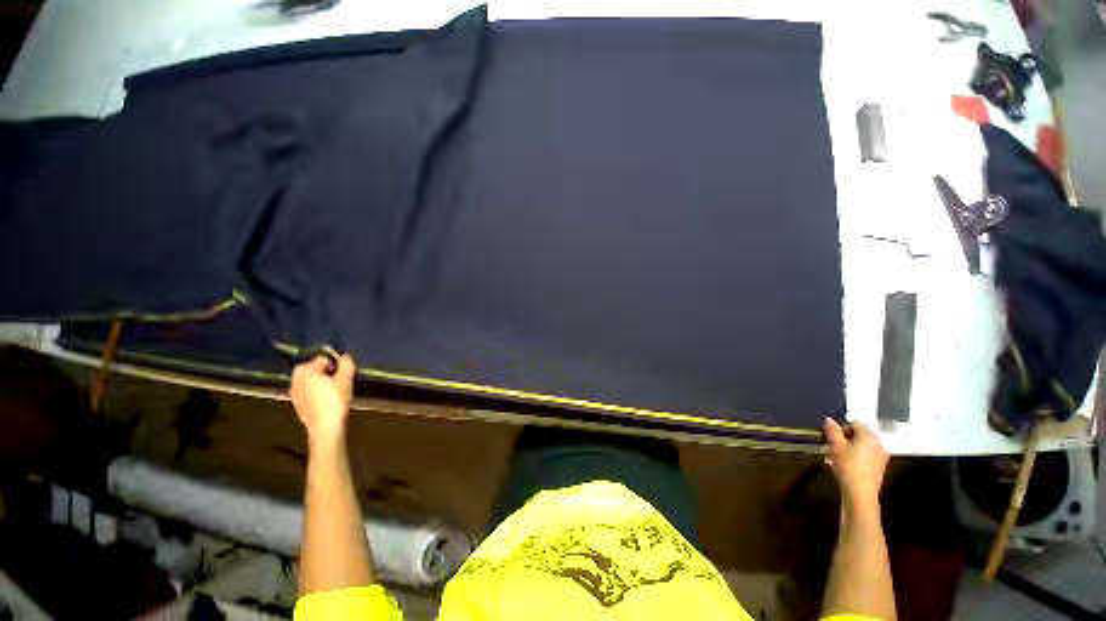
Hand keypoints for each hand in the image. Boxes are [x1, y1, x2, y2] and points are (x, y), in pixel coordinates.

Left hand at [290, 354, 355, 442]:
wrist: (324, 426)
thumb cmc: (335, 400)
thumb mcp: (346, 380)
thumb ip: (346, 365)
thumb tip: (345, 356)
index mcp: (308, 372)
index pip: (320, 359)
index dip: (332, 362)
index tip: (342, 370)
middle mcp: (297, 381)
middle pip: (306, 368)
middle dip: (319, 369)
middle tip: (334, 375)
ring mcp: (295, 394)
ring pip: (304, 380)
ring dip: (315, 380)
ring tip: (330, 387)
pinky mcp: (297, 405)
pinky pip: (303, 391)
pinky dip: (312, 391)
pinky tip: (323, 398)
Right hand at [823, 418, 888, 507]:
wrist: (860, 492)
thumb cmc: (848, 466)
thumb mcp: (835, 445)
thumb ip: (832, 430)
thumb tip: (829, 419)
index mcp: (869, 436)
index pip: (854, 423)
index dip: (840, 428)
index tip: (830, 436)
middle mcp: (878, 443)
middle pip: (859, 435)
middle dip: (844, 439)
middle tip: (831, 446)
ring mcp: (881, 456)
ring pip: (862, 446)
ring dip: (848, 448)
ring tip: (835, 457)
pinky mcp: (879, 467)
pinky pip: (866, 455)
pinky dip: (855, 456)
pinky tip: (845, 465)